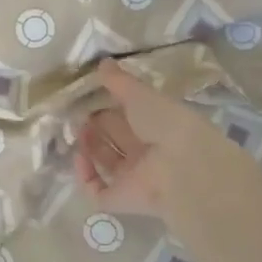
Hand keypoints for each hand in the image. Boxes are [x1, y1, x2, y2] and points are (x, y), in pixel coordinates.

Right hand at [74, 60, 218, 218]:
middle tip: (79, 113)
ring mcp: (134, 178)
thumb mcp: (141, 95)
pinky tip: (79, 157)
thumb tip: (102, 62)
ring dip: (89, 147)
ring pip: (106, 163)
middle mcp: (146, 153)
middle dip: (97, 126)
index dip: (110, 107)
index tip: (91, 96)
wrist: (183, 167)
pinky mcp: (121, 199)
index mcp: (158, 127)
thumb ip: (120, 81)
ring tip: (78, 131)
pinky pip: (98, 190)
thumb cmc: (166, 123)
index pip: (130, 117)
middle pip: (117, 139)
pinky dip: (85, 175)